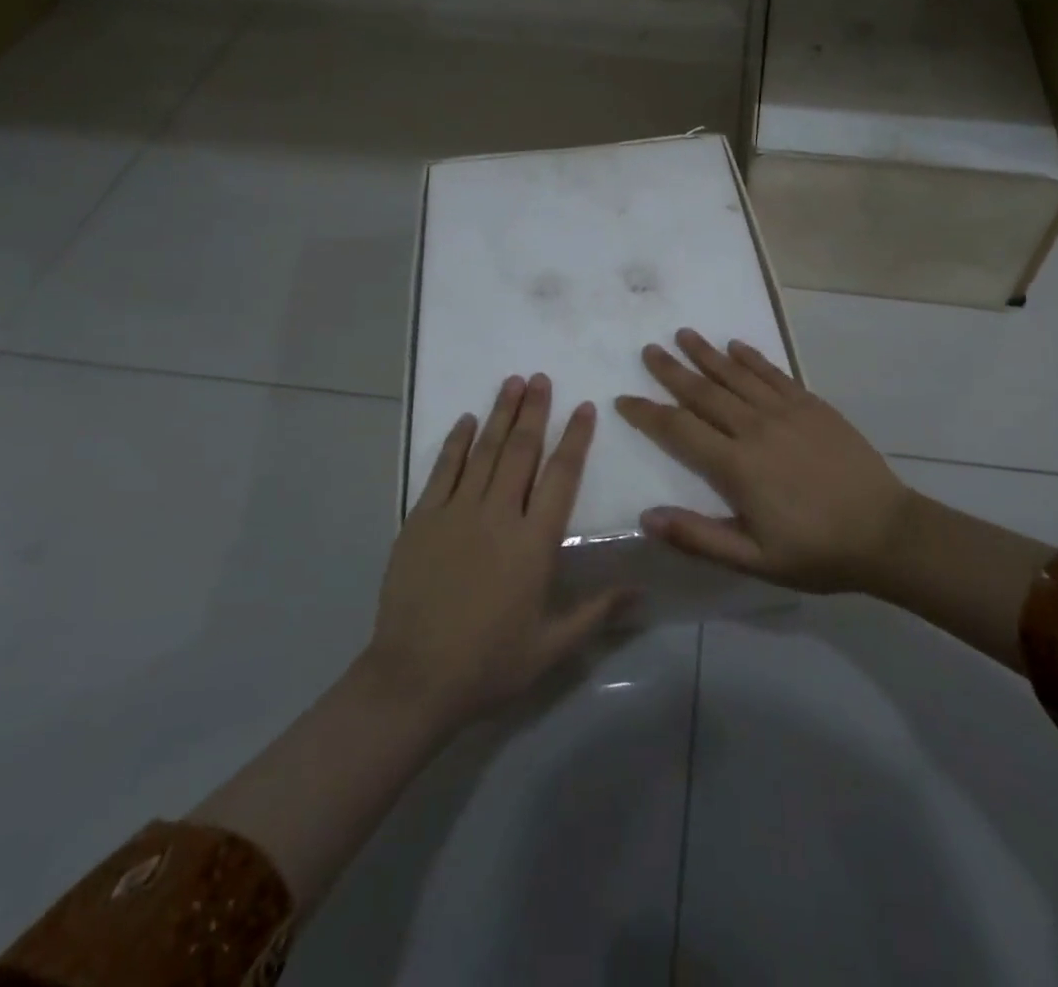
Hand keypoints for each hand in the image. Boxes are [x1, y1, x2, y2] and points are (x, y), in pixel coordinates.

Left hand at [362, 374, 630, 734]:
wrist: (414, 678)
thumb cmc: (489, 664)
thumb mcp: (551, 646)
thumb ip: (597, 612)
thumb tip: (642, 591)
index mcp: (534, 543)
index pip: (561, 476)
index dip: (574, 438)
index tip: (583, 407)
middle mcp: (498, 515)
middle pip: (520, 451)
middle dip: (534, 411)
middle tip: (542, 378)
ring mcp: (456, 513)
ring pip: (483, 451)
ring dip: (500, 414)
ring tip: (512, 383)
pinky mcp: (422, 519)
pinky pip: (442, 470)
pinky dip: (455, 442)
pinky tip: (465, 420)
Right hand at [616, 330, 915, 594]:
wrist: (886, 533)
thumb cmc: (816, 551)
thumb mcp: (754, 560)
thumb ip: (698, 537)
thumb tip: (646, 517)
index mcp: (736, 466)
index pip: (679, 430)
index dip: (648, 413)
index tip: (624, 399)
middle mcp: (755, 429)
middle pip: (704, 392)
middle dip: (672, 370)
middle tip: (648, 349)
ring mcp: (786, 412)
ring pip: (736, 375)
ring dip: (707, 353)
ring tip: (684, 334)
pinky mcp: (812, 405)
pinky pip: (774, 374)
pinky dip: (752, 358)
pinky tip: (736, 345)